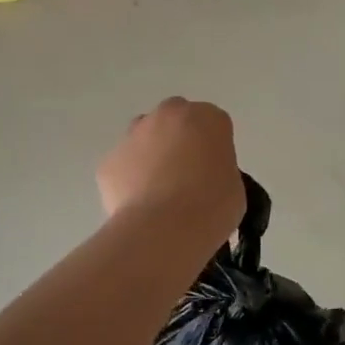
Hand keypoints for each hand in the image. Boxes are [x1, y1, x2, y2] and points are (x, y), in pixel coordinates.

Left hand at [98, 98, 245, 245]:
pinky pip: (123, 166)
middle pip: (175, 120)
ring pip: (143, 137)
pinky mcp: (109, 160)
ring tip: (159, 192)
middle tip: (186, 176)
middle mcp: (168, 115)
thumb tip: (204, 178)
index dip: (212, 148)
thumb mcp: (235, 187)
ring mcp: (134, 134)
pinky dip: (129, 180)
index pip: (213, 124)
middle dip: (179, 140)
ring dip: (151, 154)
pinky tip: (139, 206)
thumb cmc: (212, 207)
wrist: (164, 229)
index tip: (213, 172)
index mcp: (207, 118)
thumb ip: (219, 170)